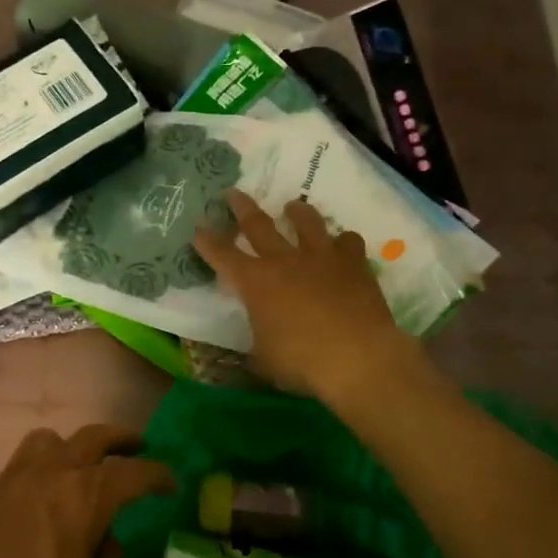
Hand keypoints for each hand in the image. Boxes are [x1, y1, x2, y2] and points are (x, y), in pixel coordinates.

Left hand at [0, 425, 172, 557]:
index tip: (171, 483)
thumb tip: (103, 538)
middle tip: (138, 447)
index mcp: (82, 500)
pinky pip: (14, 474)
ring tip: (82, 469)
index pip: (131, 472)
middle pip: (90, 437)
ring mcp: (5, 487)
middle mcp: (44, 478)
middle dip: (120, 440)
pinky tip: (37, 510)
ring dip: (71, 448)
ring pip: (45, 442)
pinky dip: (36, 478)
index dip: (157, 474)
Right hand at [195, 189, 424, 407]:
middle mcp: (284, 261)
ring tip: (292, 206)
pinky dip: (342, 242)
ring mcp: (321, 258)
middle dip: (242, 208)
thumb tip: (257, 345)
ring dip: (297, 211)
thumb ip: (256, 344)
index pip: (222, 255)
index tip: (199, 227)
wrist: (358, 358)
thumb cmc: (302, 363)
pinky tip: (341, 245)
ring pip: (306, 222)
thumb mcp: (264, 361)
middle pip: (258, 225)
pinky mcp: (354, 263)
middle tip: (234, 193)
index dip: (208, 241)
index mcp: (255, 283)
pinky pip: (347, 241)